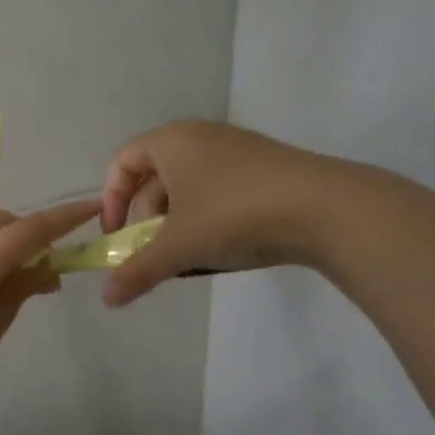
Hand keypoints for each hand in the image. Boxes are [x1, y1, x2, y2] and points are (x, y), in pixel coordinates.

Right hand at [100, 120, 340, 305]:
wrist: (328, 208)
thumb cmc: (235, 214)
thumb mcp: (179, 246)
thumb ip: (138, 271)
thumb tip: (107, 298)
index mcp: (171, 141)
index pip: (122, 162)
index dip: (111, 200)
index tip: (118, 236)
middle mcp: (200, 136)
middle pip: (155, 177)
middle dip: (147, 219)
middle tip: (153, 255)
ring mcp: (237, 150)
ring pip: (189, 187)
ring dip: (178, 223)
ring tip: (189, 257)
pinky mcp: (266, 169)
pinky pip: (220, 190)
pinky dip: (209, 218)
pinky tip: (224, 249)